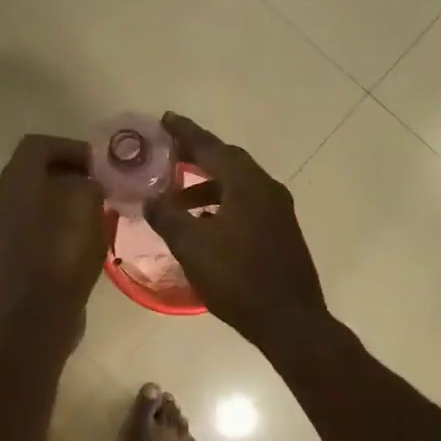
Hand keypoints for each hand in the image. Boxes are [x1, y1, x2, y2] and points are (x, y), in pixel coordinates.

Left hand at [0, 134, 107, 329]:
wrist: (39, 310)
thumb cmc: (63, 248)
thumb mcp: (87, 202)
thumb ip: (90, 182)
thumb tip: (89, 184)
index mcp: (17, 179)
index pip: (38, 145)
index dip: (70, 147)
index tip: (97, 163)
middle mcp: (3, 199)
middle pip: (36, 173)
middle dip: (70, 174)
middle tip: (100, 185)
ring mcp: (3, 229)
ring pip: (37, 202)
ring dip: (65, 201)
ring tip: (97, 211)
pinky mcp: (12, 256)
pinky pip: (38, 229)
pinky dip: (59, 226)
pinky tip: (85, 238)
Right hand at [144, 112, 328, 348]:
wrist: (290, 320)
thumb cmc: (238, 279)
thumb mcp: (192, 246)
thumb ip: (168, 216)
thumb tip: (151, 199)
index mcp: (247, 184)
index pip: (212, 148)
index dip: (186, 133)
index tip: (165, 120)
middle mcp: (267, 189)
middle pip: (228, 161)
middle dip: (197, 156)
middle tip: (168, 154)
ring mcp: (278, 210)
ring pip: (237, 185)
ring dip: (207, 185)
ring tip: (176, 197)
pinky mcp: (281, 231)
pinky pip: (246, 203)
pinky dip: (221, 204)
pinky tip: (203, 224)